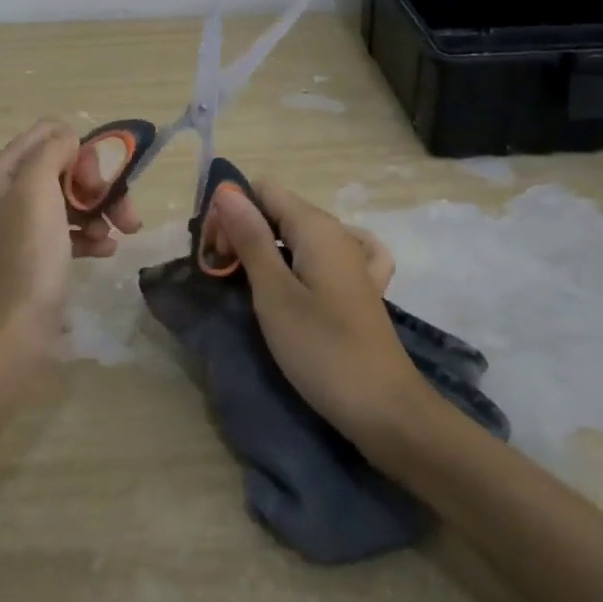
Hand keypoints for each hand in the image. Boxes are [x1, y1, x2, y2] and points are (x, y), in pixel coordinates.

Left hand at [0, 120, 141, 367]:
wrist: (9, 339)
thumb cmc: (24, 258)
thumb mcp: (36, 192)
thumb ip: (52, 152)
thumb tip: (68, 138)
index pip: (46, 133)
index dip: (79, 148)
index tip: (99, 177)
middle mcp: (5, 195)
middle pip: (61, 168)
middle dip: (96, 184)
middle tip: (120, 207)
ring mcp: (17, 229)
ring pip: (69, 200)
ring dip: (99, 210)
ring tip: (124, 232)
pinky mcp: (32, 258)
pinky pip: (66, 232)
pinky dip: (89, 235)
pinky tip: (108, 249)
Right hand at [203, 179, 425, 445]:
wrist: (387, 411)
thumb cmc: (323, 350)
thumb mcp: (274, 294)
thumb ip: (250, 239)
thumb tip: (227, 191)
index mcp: (315, 226)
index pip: (262, 190)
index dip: (232, 212)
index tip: (216, 252)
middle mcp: (337, 232)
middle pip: (278, 211)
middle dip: (244, 232)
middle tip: (224, 276)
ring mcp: (353, 260)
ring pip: (296, 235)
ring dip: (266, 252)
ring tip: (248, 287)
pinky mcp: (361, 288)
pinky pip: (324, 257)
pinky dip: (303, 261)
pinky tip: (301, 278)